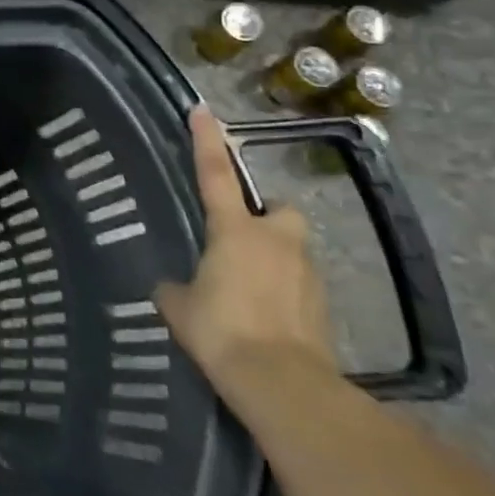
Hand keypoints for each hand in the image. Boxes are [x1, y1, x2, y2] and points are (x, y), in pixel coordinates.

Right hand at [154, 107, 334, 395]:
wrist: (282, 384)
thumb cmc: (222, 330)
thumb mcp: (180, 307)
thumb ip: (174, 288)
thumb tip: (172, 287)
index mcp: (235, 231)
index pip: (216, 175)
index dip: (207, 142)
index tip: (202, 111)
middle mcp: (276, 242)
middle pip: (278, 210)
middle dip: (265, 216)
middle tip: (242, 234)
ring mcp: (305, 274)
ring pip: (291, 249)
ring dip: (273, 257)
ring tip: (246, 287)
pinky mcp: (322, 307)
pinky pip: (298, 286)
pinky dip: (283, 292)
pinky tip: (263, 317)